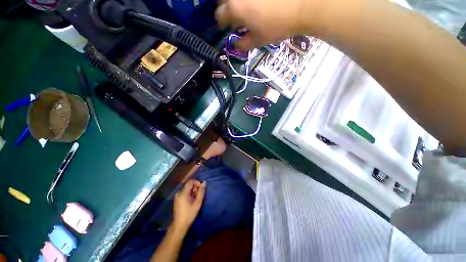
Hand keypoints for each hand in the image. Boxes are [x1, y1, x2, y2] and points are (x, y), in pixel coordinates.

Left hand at [172, 179, 206, 231]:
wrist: (180, 225)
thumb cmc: (190, 214)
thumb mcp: (198, 202)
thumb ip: (201, 191)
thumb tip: (204, 182)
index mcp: (183, 192)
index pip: (191, 181)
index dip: (197, 183)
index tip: (201, 189)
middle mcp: (179, 192)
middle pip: (189, 185)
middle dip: (195, 188)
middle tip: (199, 196)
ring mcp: (177, 196)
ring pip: (187, 188)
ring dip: (193, 191)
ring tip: (196, 199)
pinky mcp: (177, 199)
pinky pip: (184, 192)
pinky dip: (189, 194)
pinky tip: (191, 201)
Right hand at [215, 0, 323, 48]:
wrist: (303, 5)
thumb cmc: (277, 26)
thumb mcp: (258, 40)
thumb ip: (243, 44)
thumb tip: (235, 46)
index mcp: (234, 8)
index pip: (219, 16)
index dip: (221, 24)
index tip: (225, 29)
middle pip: (222, 0)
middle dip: (225, 9)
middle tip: (233, 18)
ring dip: (234, 4)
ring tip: (243, 11)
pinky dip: (246, 1)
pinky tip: (254, 5)